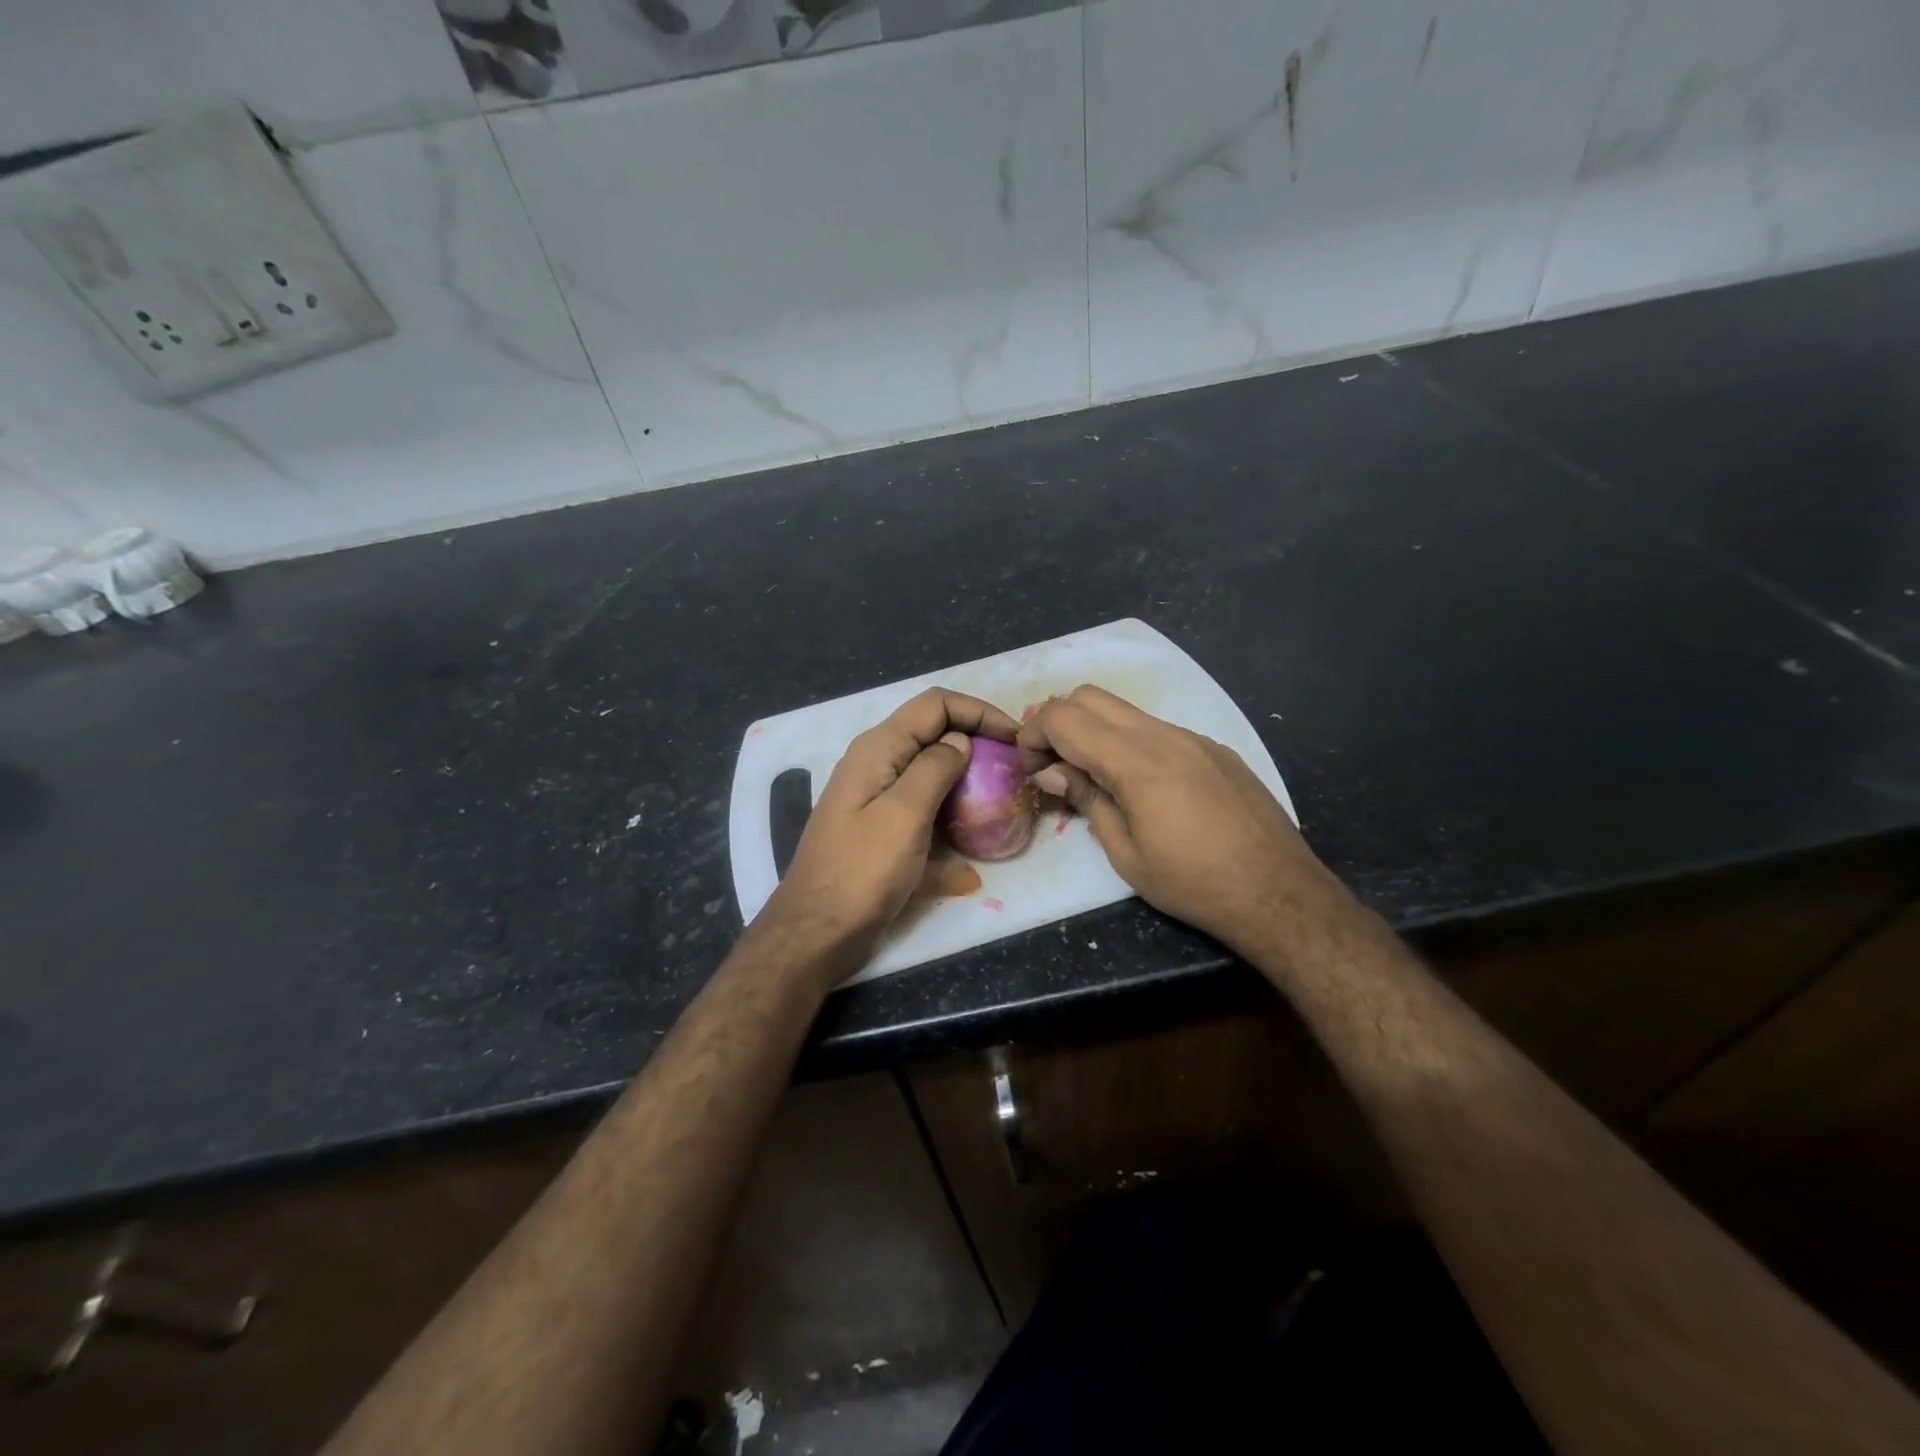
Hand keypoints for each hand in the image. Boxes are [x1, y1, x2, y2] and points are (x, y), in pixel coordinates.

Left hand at [756, 688, 1020, 980]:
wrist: (818, 933)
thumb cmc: (862, 871)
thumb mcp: (904, 813)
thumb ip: (935, 767)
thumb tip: (960, 740)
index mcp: (879, 748)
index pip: (936, 704)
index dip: (979, 711)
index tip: (1016, 738)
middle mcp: (877, 765)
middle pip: (935, 736)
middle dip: (977, 745)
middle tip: (1015, 770)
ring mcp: (878, 800)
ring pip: (932, 776)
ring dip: (968, 785)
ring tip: (1004, 805)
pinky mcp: (884, 832)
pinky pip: (925, 815)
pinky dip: (949, 825)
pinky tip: (971, 862)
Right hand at [1020, 686, 1346, 957]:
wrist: (1279, 892)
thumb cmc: (1193, 882)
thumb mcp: (1125, 853)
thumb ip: (1087, 799)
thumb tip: (1052, 770)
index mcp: (1136, 760)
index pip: (1064, 717)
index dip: (1034, 735)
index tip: (1031, 769)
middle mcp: (1163, 734)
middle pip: (1090, 696)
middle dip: (1060, 722)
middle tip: (1055, 766)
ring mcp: (1193, 737)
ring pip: (1126, 711)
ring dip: (1096, 732)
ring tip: (1095, 777)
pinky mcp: (1215, 749)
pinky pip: (1158, 729)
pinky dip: (1131, 743)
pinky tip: (1143, 788)